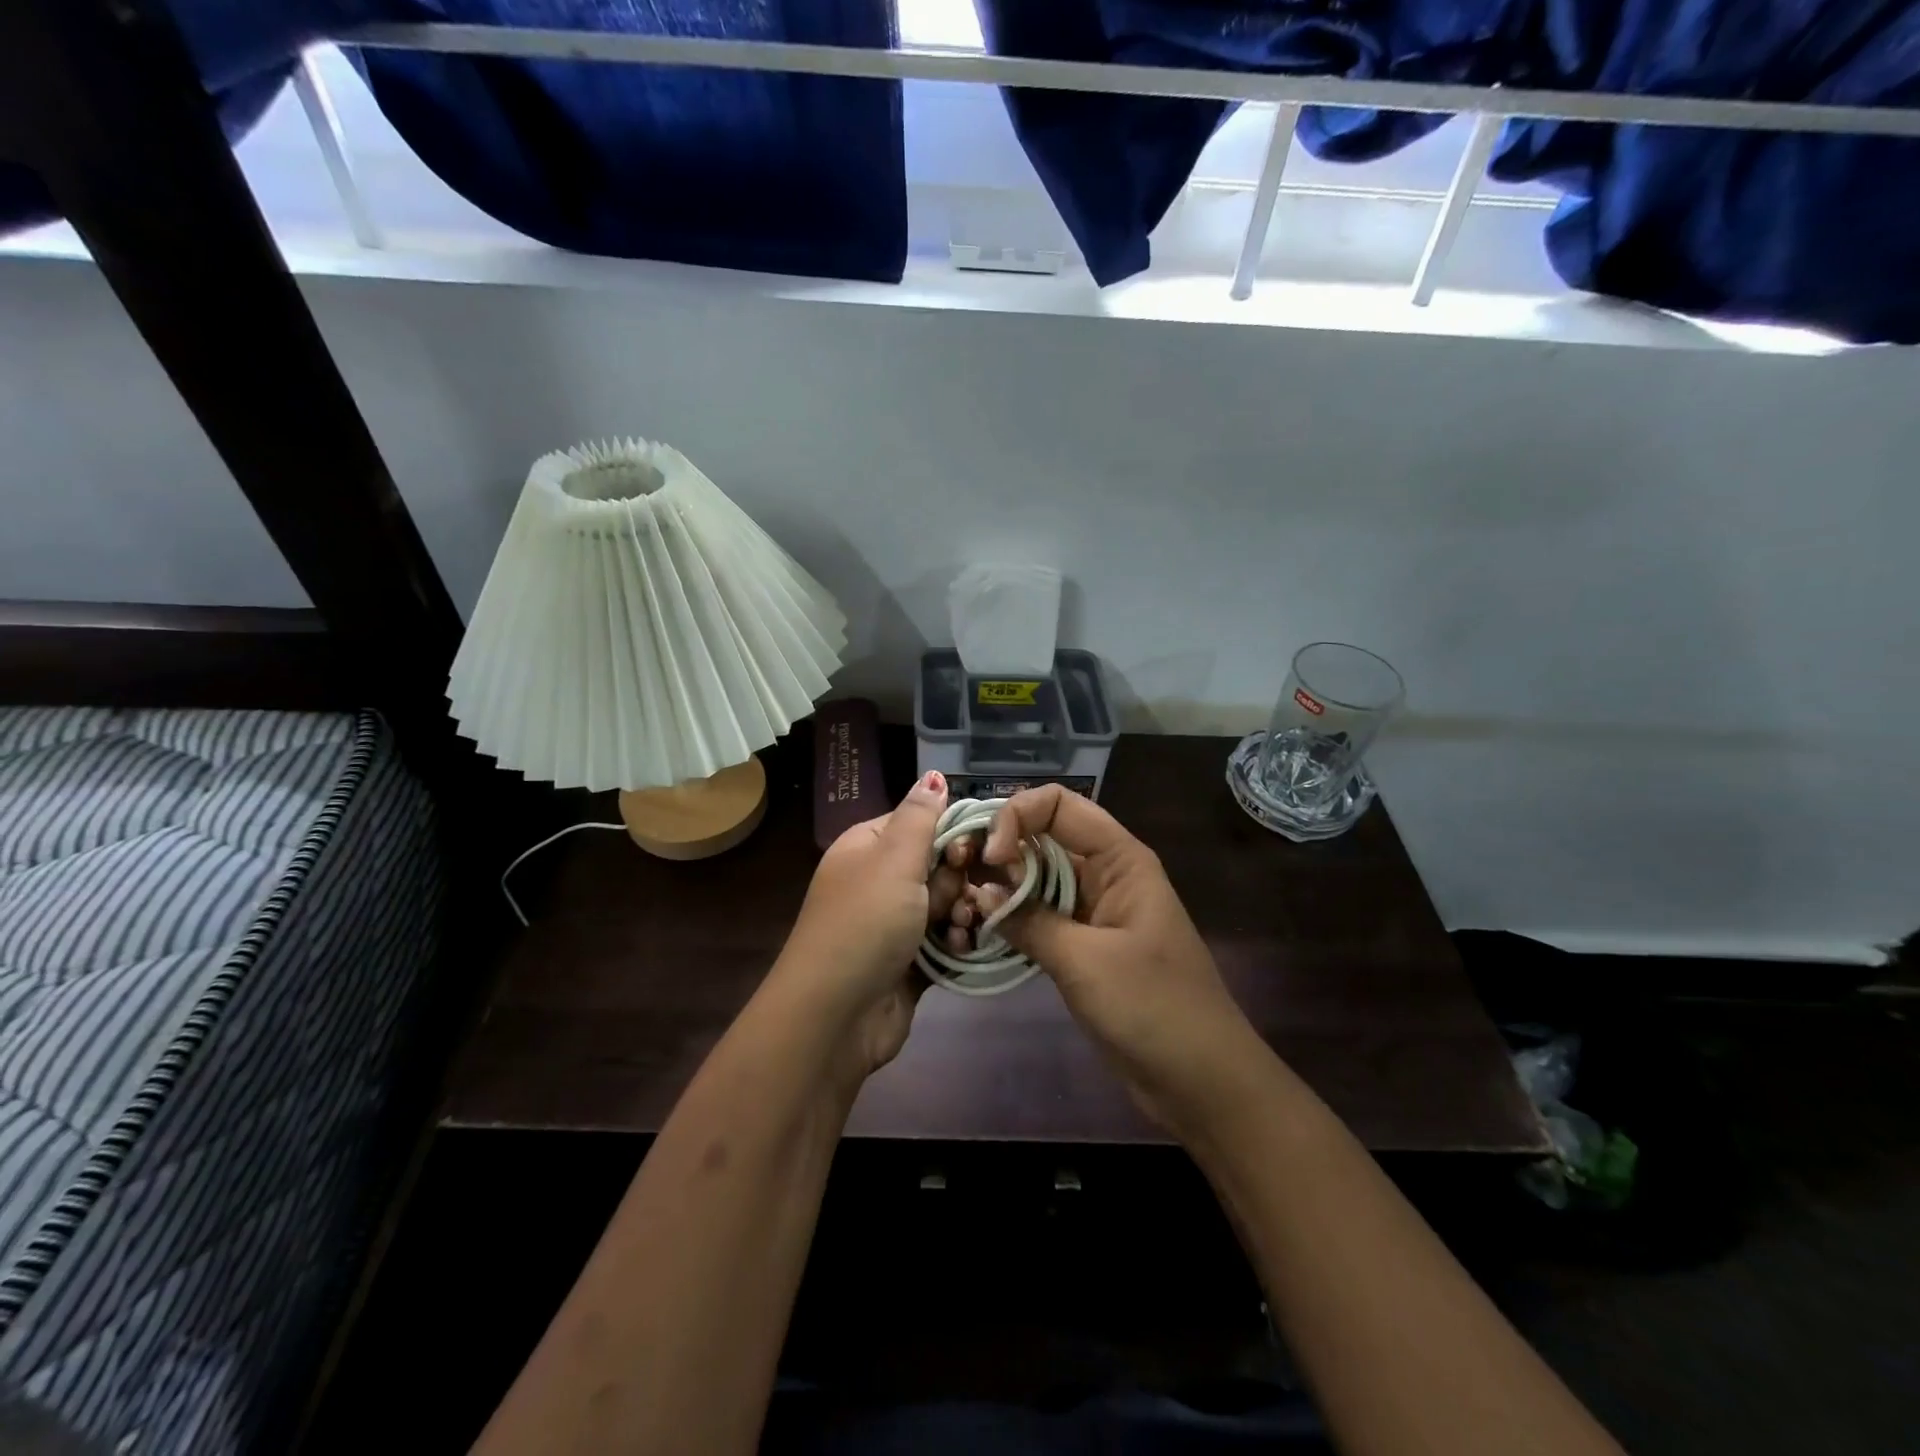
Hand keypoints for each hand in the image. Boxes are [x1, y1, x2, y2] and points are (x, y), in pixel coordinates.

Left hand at [771, 771, 964, 1080]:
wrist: (836, 1016)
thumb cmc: (865, 923)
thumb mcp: (893, 860)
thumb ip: (920, 816)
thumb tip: (934, 774)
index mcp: (869, 847)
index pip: (921, 822)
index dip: (952, 833)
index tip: (972, 851)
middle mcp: (880, 880)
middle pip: (939, 864)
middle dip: (958, 880)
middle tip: (963, 897)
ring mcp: (894, 923)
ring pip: (947, 903)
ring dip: (962, 913)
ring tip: (963, 927)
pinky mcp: (909, 960)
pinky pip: (945, 939)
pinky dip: (957, 943)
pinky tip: (963, 949)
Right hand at [965, 786, 1263, 1131]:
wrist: (1202, 1081)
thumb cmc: (1154, 1008)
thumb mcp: (1086, 961)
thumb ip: (1030, 921)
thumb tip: (981, 894)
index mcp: (1120, 858)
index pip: (1059, 804)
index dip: (1017, 816)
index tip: (990, 858)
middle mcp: (1105, 872)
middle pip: (1043, 836)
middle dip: (1000, 849)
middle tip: (958, 878)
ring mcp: (1093, 910)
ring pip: (1037, 877)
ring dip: (1001, 886)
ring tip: (962, 906)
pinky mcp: (1082, 944)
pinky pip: (1040, 915)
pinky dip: (1012, 918)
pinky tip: (981, 931)